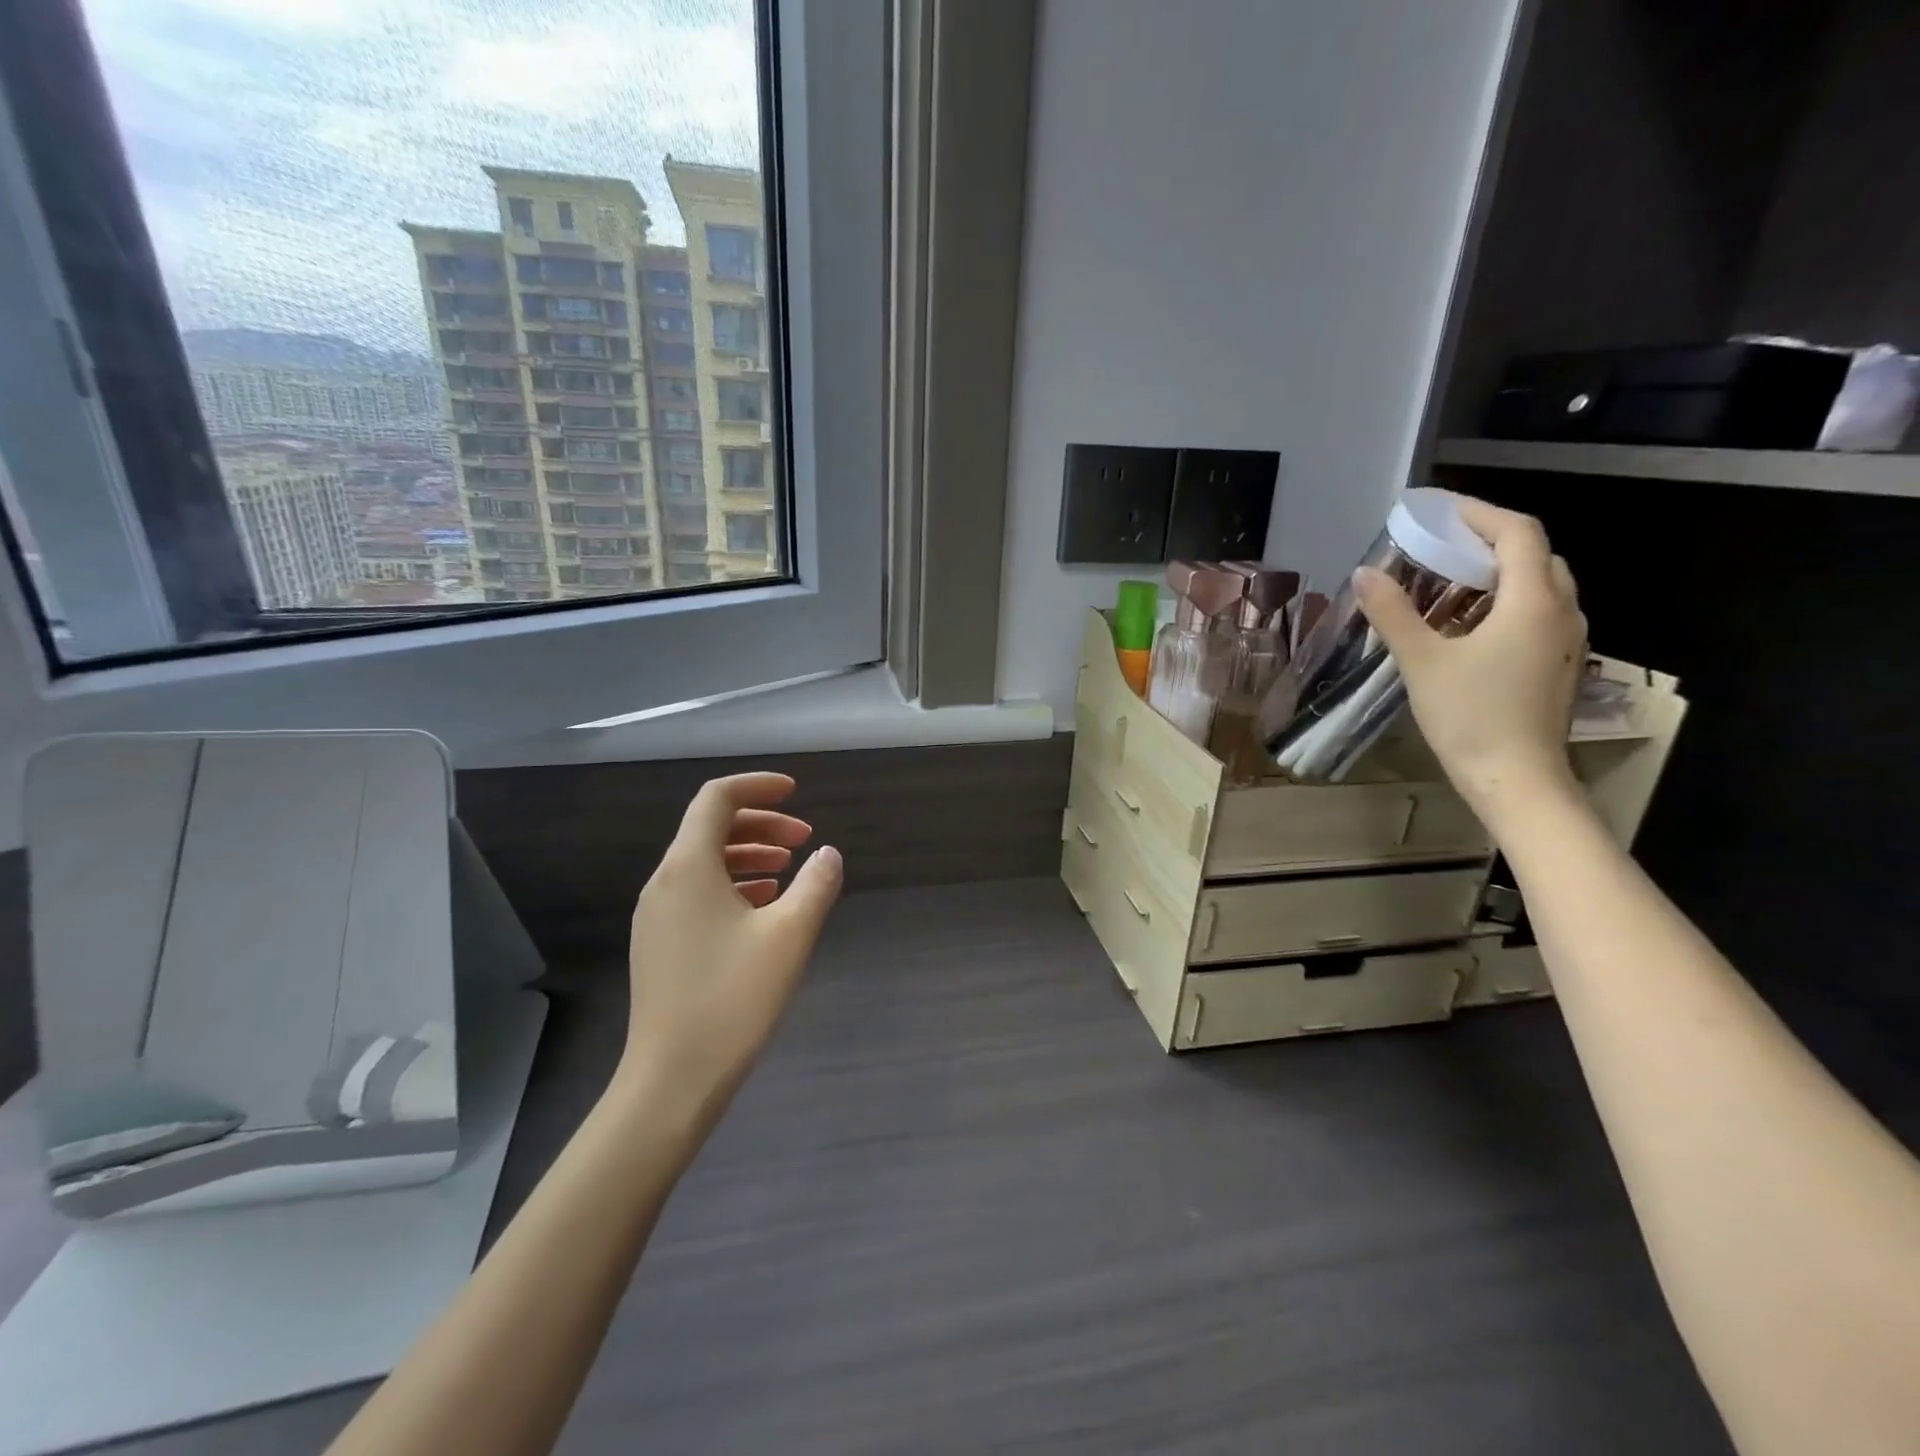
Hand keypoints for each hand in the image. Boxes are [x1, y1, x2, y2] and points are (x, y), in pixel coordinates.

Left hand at [618, 773, 842, 1137]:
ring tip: (788, 869)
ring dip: (749, 855)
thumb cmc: (733, 998)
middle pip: (711, 828)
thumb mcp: (790, 935)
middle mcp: (664, 882)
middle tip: (804, 839)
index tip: (796, 792)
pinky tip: (763, 907)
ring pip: (704, 862)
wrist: (672, 1079)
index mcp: (688, 867)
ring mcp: (656, 915)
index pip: (717, 798)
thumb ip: (815, 885)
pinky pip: (697, 892)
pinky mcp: (659, 944)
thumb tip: (829, 854)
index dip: (758, 786)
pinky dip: (733, 884)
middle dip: (761, 823)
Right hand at [1353, 495, 1587, 831]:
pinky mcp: (1560, 665)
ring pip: (1539, 586)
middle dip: (1489, 542)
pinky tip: (1468, 627)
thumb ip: (1393, 613)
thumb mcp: (1422, 662)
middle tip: (1441, 547)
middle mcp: (1562, 612)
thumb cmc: (1471, 716)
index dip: (1480, 513)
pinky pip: (1537, 614)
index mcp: (1533, 602)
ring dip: (1497, 574)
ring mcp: (1567, 641)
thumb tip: (1364, 573)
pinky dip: (1505, 603)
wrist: (1517, 780)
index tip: (1440, 511)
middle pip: (1535, 555)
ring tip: (1449, 583)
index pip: (1518, 532)